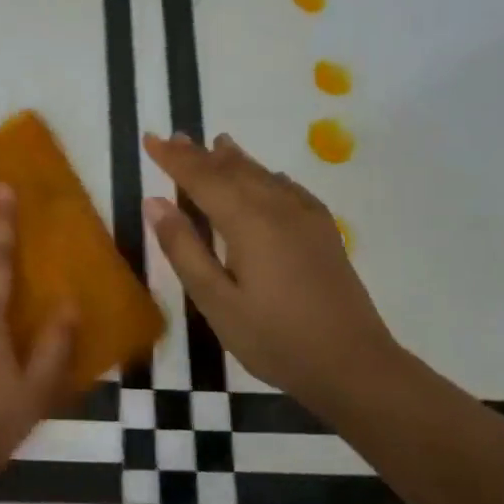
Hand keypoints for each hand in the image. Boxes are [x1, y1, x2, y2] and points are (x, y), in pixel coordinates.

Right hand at [143, 131, 398, 404]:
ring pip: (263, 175)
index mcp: (248, 223)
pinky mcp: (324, 233)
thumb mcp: (216, 301)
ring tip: (216, 144)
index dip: (174, 159)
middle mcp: (278, 209)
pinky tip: (267, 178)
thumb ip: (184, 249)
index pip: (202, 178)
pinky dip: (267, 176)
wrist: (354, 365)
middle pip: (233, 170)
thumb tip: (155, 202)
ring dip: (234, 159)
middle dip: (200, 154)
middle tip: (174, 137)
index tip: (150, 139)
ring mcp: (306, 219)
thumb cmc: (274, 338)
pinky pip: (289, 189)